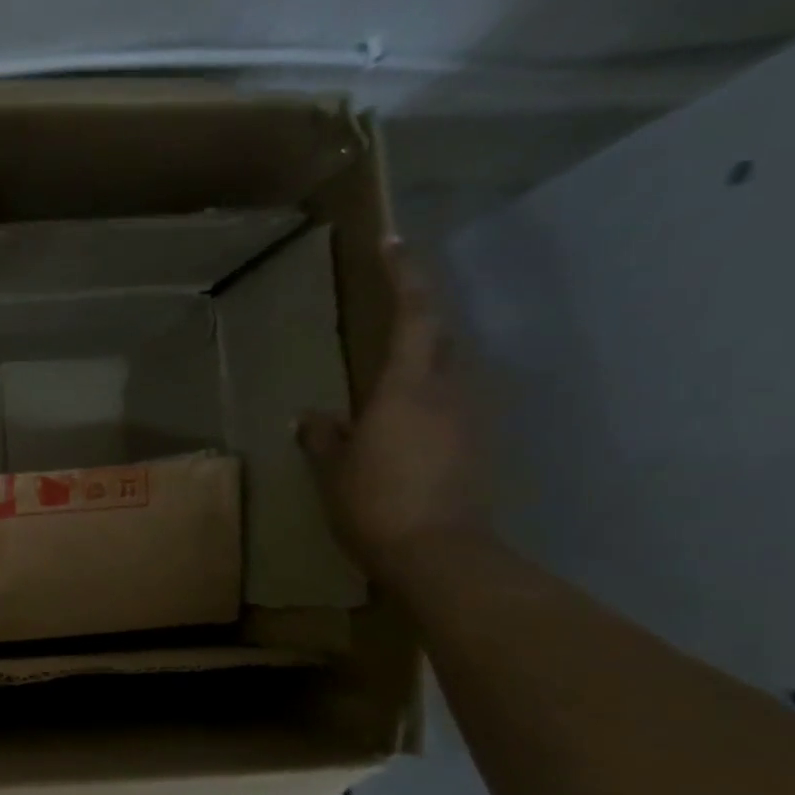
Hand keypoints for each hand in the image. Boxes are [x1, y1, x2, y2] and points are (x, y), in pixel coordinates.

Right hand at [298, 239, 488, 583]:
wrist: (440, 554)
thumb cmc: (375, 503)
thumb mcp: (334, 470)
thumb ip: (324, 437)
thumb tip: (312, 417)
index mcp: (407, 387)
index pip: (413, 315)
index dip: (404, 274)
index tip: (393, 240)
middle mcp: (450, 391)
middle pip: (441, 338)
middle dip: (418, 319)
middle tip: (389, 315)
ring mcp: (473, 419)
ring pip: (452, 372)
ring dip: (427, 363)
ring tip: (394, 377)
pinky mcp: (482, 447)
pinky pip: (456, 407)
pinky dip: (434, 402)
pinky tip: (411, 426)